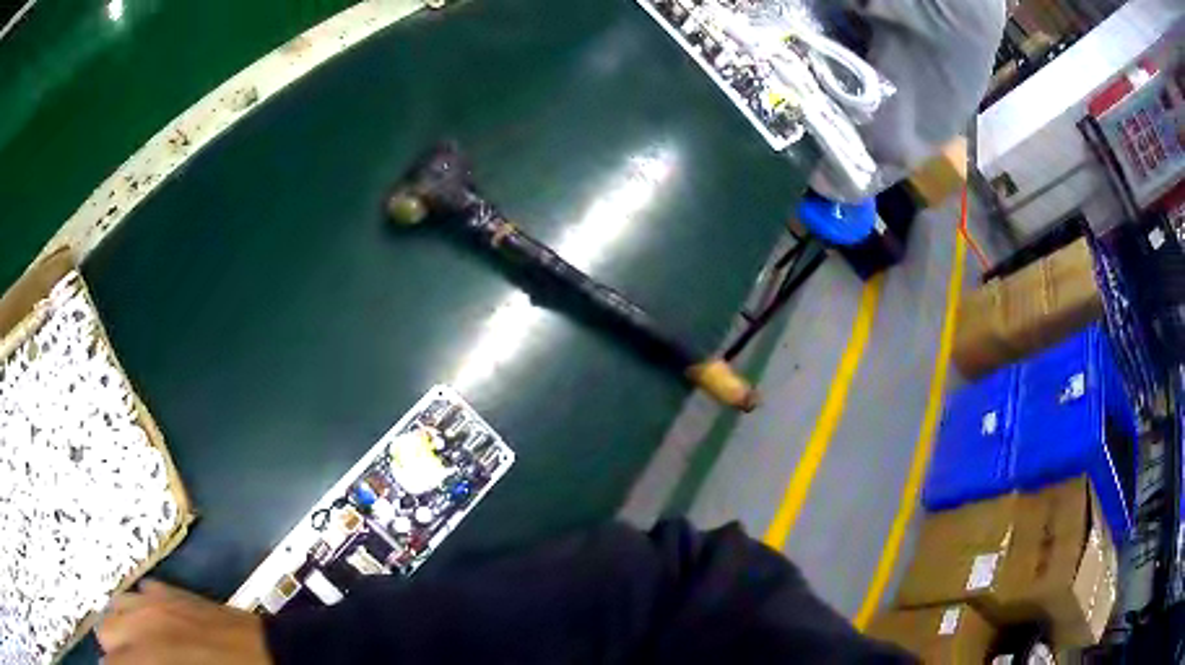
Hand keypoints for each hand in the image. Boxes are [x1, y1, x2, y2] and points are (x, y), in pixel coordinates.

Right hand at [96, 580, 271, 664]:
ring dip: (119, 633)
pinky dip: (135, 614)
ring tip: (133, 654)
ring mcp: (156, 598)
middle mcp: (144, 617)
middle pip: (106, 632)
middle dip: (114, 655)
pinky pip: (136, 596)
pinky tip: (148, 631)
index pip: (115, 662)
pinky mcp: (171, 591)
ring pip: (114, 609)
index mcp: (152, 651)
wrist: (281, 658)